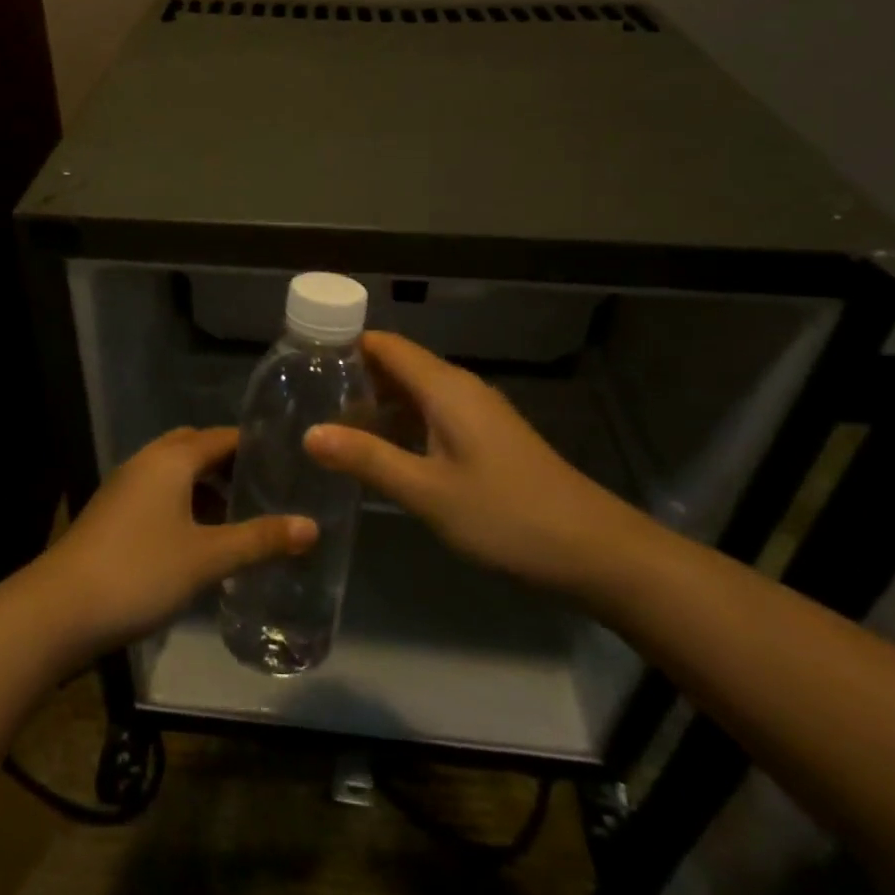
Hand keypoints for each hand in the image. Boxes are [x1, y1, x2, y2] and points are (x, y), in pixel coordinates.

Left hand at [36, 427, 317, 655]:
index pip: (221, 437)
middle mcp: (145, 463)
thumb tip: (311, 527)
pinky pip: (157, 495)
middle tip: (264, 488)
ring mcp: (123, 488)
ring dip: (204, 488)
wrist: (57, 611)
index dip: (253, 445)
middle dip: (228, 464)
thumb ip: (259, 540)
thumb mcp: (207, 558)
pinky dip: (182, 505)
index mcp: (170, 460)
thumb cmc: (139, 572)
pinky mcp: (111, 516)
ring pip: (173, 474)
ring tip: (238, 516)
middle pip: (194, 449)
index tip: (286, 460)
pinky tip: (198, 541)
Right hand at [304, 332, 642, 595]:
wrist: (594, 550)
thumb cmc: (507, 516)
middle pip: (398, 366)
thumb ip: (367, 459)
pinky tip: (378, 452)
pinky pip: (431, 415)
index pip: (386, 345)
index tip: (301, 360)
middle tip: (304, 398)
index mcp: (446, 388)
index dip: (344, 344)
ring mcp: (477, 414)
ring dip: (375, 404)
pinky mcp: (486, 439)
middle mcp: (460, 389)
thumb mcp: (427, 492)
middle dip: (353, 377)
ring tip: (329, 425)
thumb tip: (309, 433)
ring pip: (414, 393)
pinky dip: (400, 424)